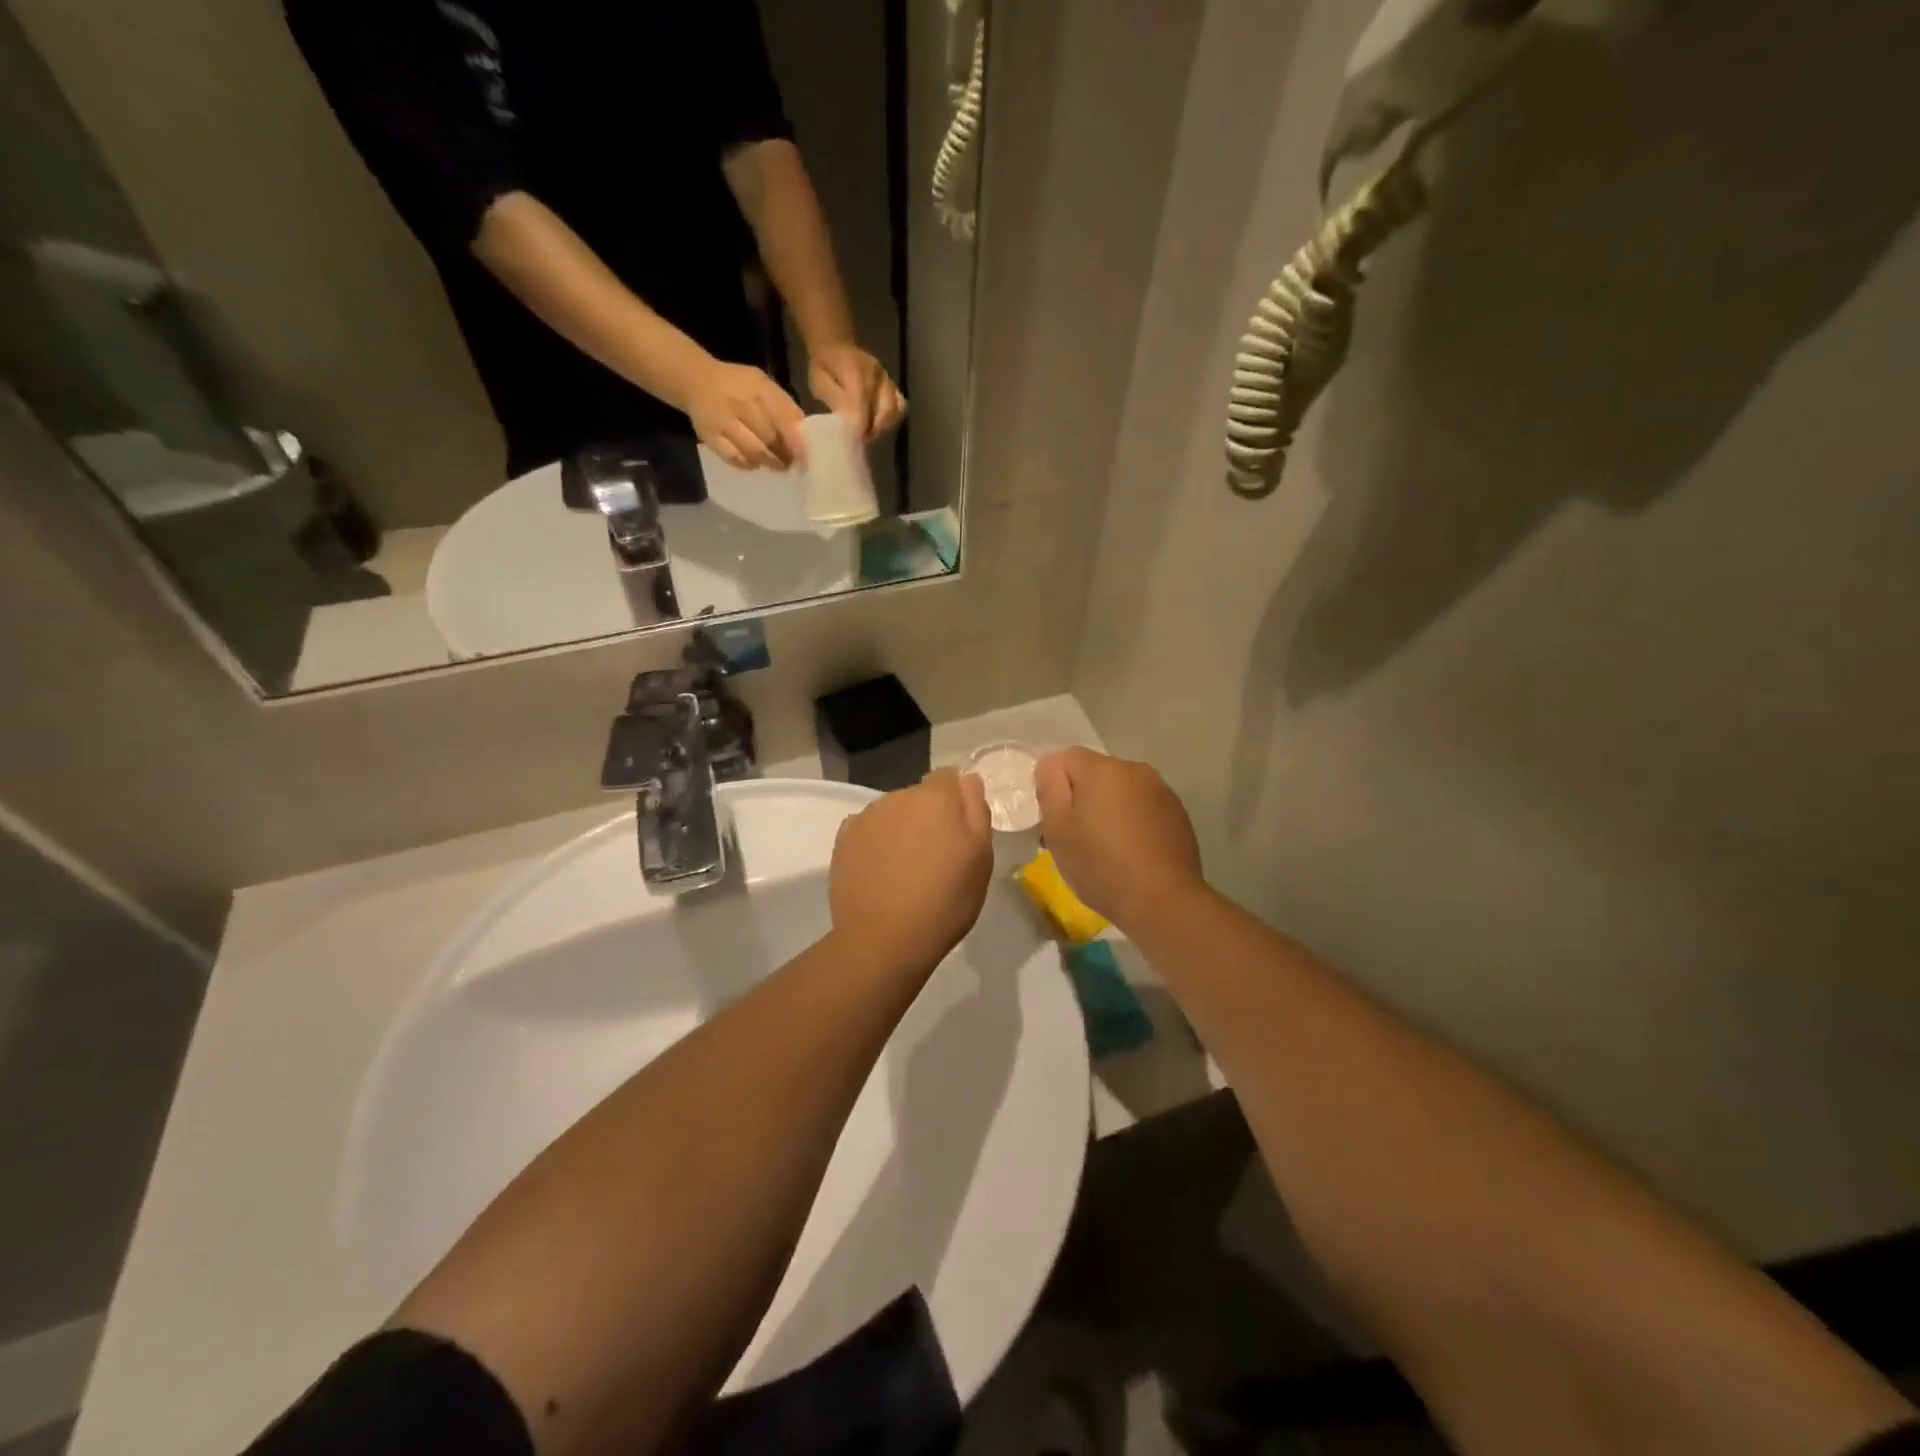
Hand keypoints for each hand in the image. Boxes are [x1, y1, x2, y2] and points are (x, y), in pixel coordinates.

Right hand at [686, 359, 808, 469]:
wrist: (696, 380)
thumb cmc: (738, 385)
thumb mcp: (762, 384)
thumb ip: (783, 405)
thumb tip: (803, 433)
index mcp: (756, 386)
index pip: (781, 416)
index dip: (795, 439)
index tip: (805, 455)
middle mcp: (739, 402)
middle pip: (769, 436)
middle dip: (784, 454)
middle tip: (792, 463)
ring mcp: (722, 421)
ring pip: (753, 450)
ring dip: (770, 462)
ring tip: (778, 466)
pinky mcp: (709, 436)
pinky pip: (733, 457)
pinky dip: (748, 464)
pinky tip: (755, 464)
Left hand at [809, 342, 906, 441]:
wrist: (836, 346)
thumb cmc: (824, 366)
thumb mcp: (820, 383)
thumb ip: (834, 401)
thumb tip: (848, 423)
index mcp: (855, 371)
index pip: (862, 406)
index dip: (858, 428)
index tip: (851, 442)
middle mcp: (876, 374)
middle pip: (884, 411)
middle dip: (871, 429)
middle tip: (858, 438)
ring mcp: (887, 379)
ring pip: (894, 410)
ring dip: (881, 426)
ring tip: (866, 432)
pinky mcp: (893, 385)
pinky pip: (900, 405)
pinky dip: (891, 419)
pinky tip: (877, 423)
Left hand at [830, 769, 992, 971]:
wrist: (884, 940)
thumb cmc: (945, 900)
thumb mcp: (980, 858)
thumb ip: (976, 810)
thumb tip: (968, 780)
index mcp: (935, 798)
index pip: (949, 777)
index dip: (957, 800)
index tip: (960, 831)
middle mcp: (897, 797)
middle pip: (919, 795)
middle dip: (929, 816)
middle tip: (937, 856)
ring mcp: (866, 817)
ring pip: (892, 812)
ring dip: (901, 829)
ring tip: (907, 869)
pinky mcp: (843, 840)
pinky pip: (868, 830)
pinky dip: (876, 843)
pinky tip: (881, 872)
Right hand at [1035, 749, 1206, 933]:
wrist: (1164, 902)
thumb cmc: (1101, 864)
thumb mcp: (1057, 829)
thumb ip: (1049, 788)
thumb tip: (1051, 767)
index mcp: (1102, 768)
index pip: (1064, 758)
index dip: (1052, 786)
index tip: (1052, 820)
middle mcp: (1135, 769)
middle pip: (1095, 773)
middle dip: (1081, 798)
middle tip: (1073, 838)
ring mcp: (1161, 791)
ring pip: (1120, 791)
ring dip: (1108, 810)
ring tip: (1105, 849)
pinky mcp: (1178, 814)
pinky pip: (1142, 808)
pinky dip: (1132, 823)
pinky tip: (1131, 854)